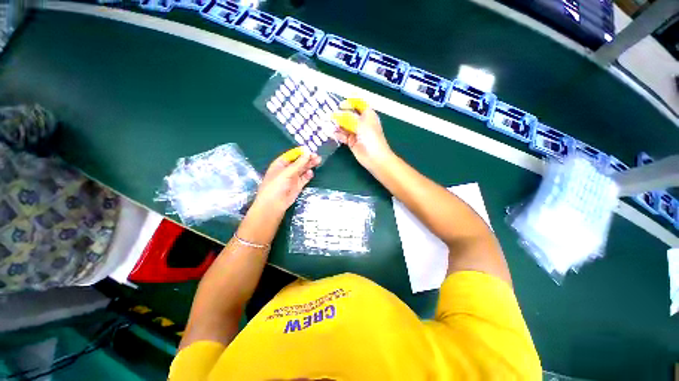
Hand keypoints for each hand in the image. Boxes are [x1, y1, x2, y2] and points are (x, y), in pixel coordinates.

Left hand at [251, 147, 320, 213]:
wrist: (273, 205)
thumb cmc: (275, 186)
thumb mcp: (286, 173)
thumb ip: (298, 164)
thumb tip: (308, 153)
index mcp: (280, 164)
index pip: (292, 155)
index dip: (300, 152)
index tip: (309, 149)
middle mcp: (287, 170)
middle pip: (299, 162)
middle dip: (307, 158)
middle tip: (317, 156)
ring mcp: (293, 178)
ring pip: (303, 170)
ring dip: (310, 165)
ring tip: (318, 161)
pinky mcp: (298, 186)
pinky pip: (304, 178)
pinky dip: (308, 175)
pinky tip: (311, 173)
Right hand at [333, 98, 392, 169]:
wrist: (374, 157)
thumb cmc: (371, 137)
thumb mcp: (360, 124)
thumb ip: (347, 118)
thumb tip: (335, 113)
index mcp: (367, 114)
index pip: (358, 104)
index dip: (350, 102)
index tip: (340, 104)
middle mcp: (361, 122)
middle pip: (349, 115)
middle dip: (340, 114)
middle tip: (329, 114)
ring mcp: (356, 132)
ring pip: (344, 125)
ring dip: (337, 125)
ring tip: (327, 123)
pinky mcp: (351, 141)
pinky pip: (343, 136)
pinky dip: (338, 134)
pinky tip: (332, 133)